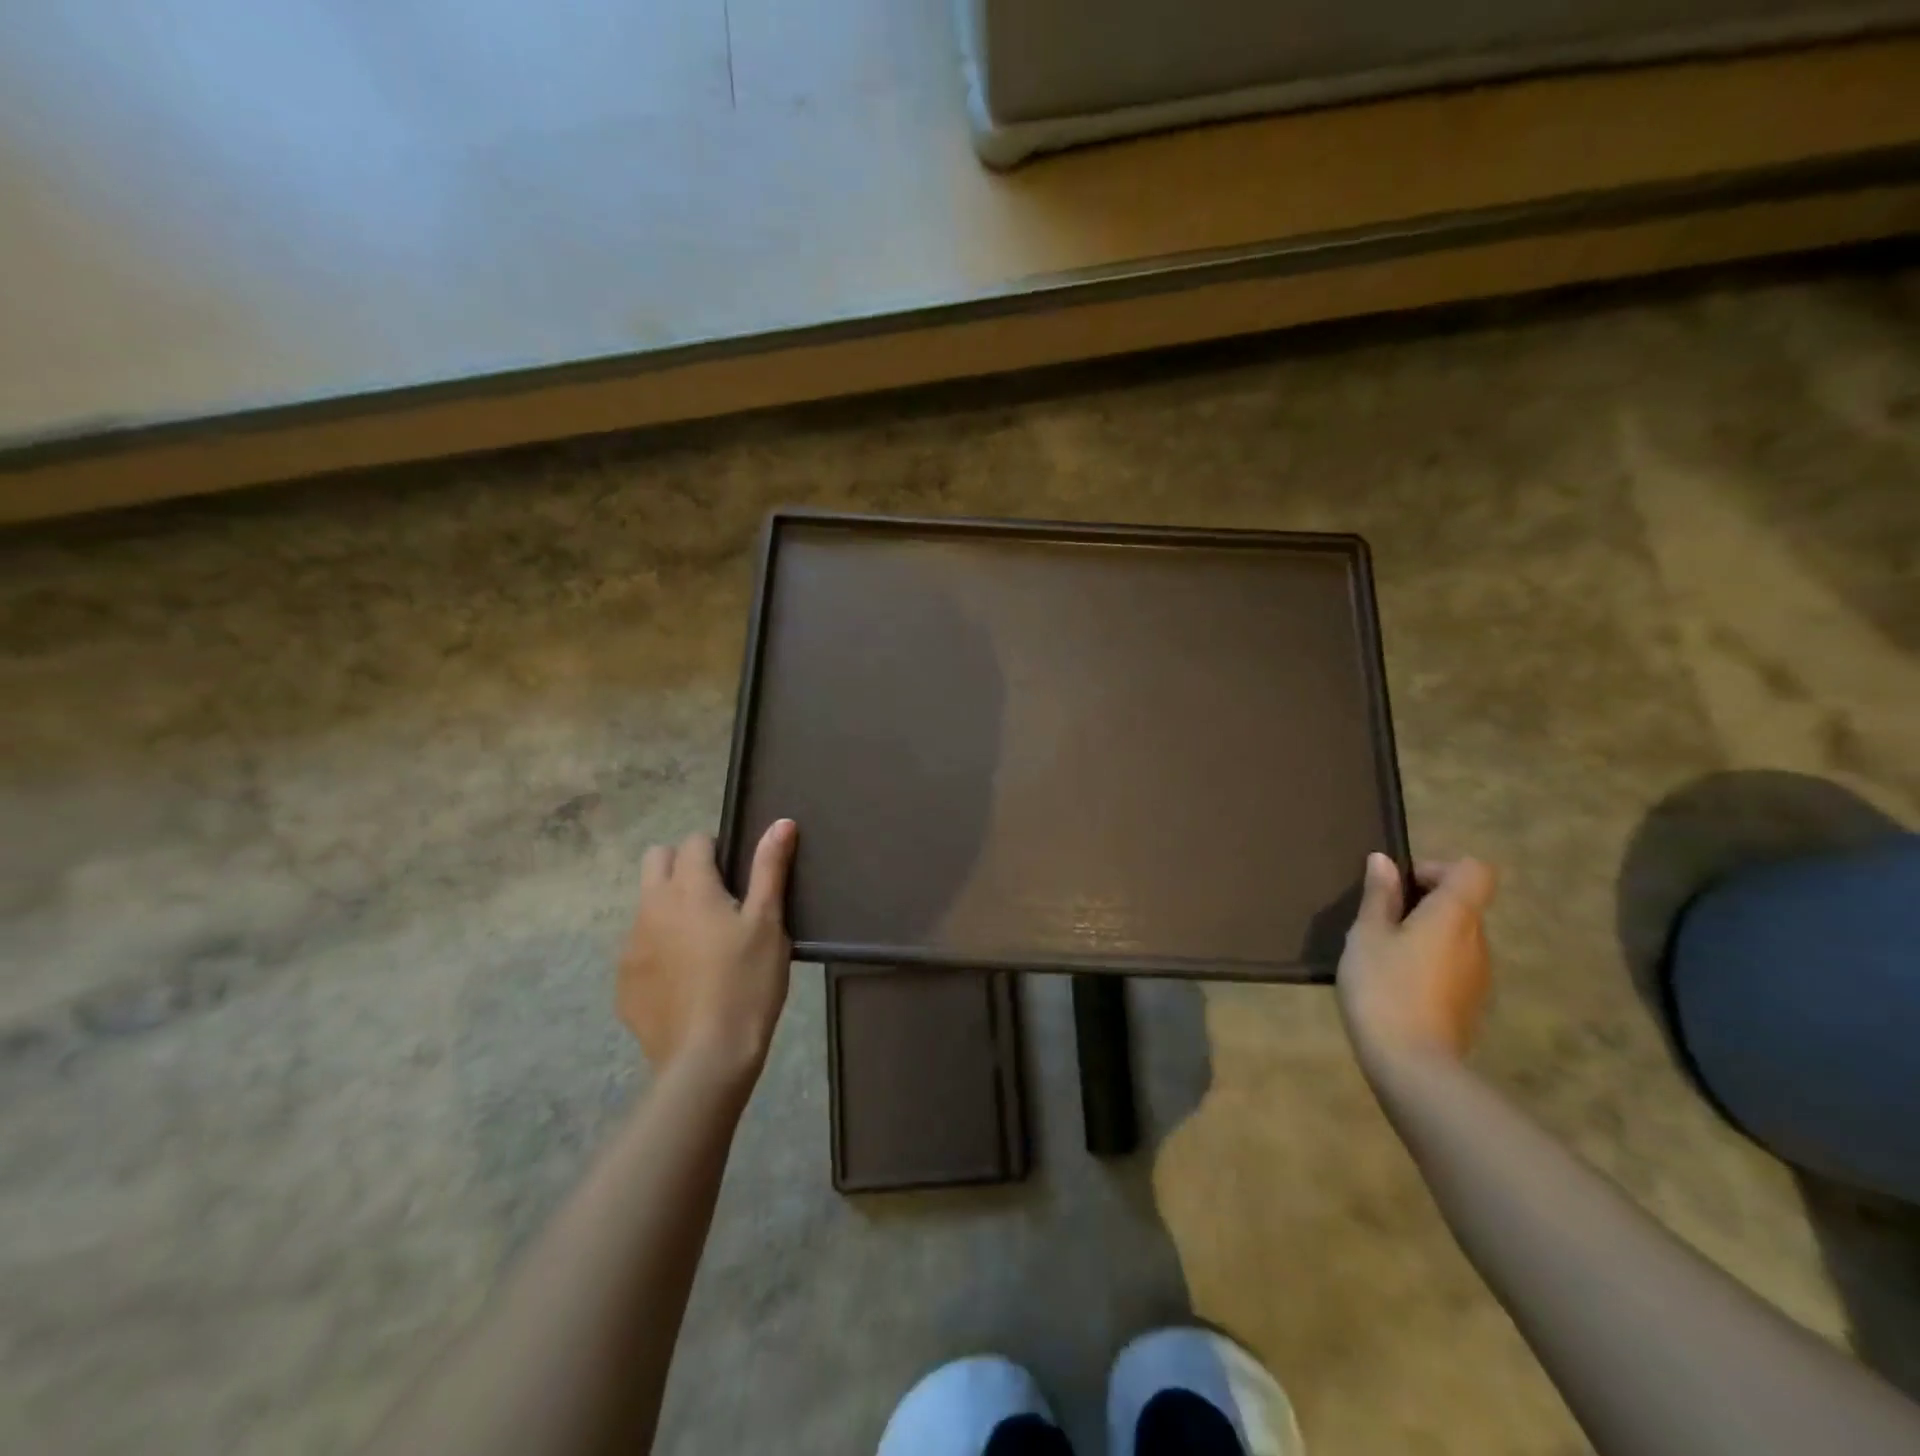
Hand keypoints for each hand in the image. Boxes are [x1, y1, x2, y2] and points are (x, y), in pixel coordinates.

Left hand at [617, 820, 797, 1083]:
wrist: (707, 1057)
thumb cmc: (747, 982)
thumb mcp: (768, 923)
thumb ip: (770, 868)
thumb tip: (781, 822)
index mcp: (689, 887)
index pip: (694, 842)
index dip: (716, 850)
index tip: (737, 876)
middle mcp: (651, 906)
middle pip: (656, 860)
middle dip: (681, 864)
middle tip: (715, 897)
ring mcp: (631, 944)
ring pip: (645, 903)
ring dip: (668, 905)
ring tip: (702, 942)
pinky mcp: (624, 980)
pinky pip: (638, 945)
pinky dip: (658, 947)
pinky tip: (685, 978)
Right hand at [1337, 852, 1496, 1067]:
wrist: (1412, 1066)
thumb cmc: (1384, 987)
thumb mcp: (1367, 935)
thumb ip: (1379, 896)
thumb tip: (1384, 861)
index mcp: (1454, 916)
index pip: (1473, 871)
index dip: (1439, 868)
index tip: (1402, 886)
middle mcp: (1478, 941)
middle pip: (1463, 904)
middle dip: (1423, 903)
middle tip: (1379, 921)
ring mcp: (1480, 976)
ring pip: (1456, 937)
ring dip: (1425, 935)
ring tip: (1383, 955)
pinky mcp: (1472, 1004)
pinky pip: (1454, 966)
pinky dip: (1429, 963)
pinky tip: (1396, 984)